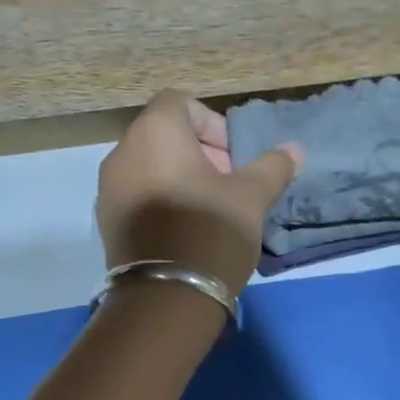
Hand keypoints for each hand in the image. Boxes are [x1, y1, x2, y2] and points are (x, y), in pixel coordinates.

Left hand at [96, 92, 302, 294]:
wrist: (166, 297)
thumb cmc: (210, 231)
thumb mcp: (251, 197)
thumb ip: (272, 167)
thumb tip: (294, 150)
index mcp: (154, 133)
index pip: (179, 102)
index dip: (211, 123)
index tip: (232, 157)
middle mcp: (121, 153)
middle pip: (161, 135)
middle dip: (197, 153)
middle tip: (226, 184)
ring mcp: (108, 189)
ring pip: (147, 167)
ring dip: (178, 177)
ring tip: (207, 210)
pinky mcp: (106, 222)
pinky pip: (135, 195)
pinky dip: (158, 200)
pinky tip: (183, 230)